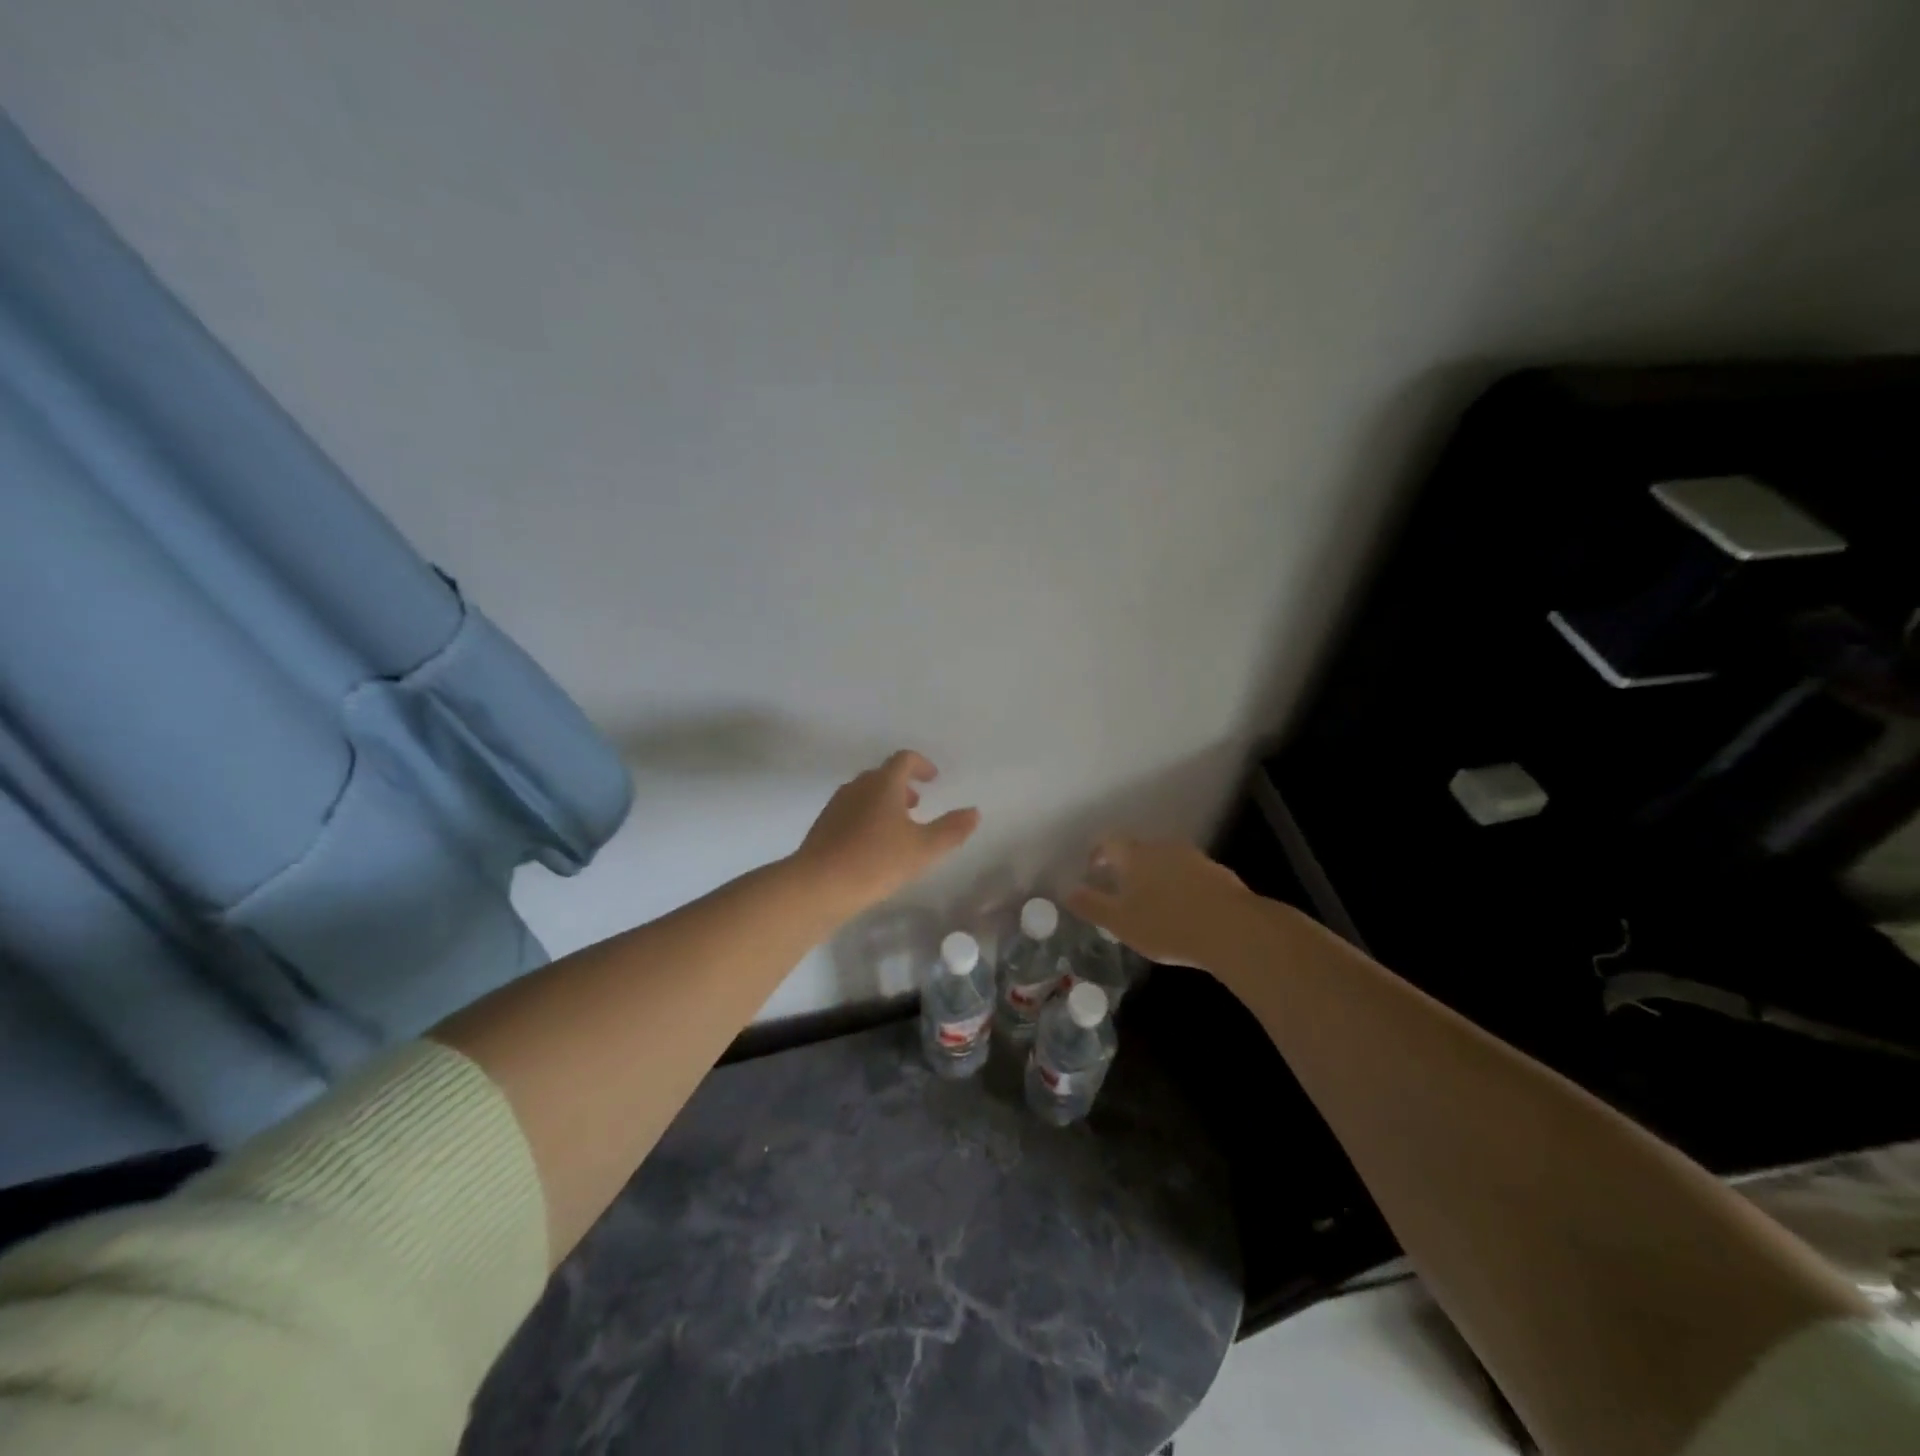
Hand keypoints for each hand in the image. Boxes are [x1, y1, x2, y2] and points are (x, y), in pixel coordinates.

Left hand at [793, 750, 979, 914]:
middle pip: (882, 775)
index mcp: (883, 784)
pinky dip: (867, 818)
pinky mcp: (823, 827)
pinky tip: (873, 847)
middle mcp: (857, 787)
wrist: (817, 886)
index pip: (904, 760)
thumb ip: (951, 830)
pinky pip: (851, 812)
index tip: (934, 779)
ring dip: (884, 803)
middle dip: (902, 786)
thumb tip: (974, 812)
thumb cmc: (876, 861)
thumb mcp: (923, 849)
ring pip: (864, 794)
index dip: (921, 765)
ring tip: (898, 828)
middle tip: (918, 804)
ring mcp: (836, 806)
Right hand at [1065, 836, 1251, 969]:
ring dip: (1155, 875)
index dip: (1098, 854)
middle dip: (1126, 866)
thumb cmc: (1167, 925)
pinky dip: (1180, 885)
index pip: (1108, 842)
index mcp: (1134, 855)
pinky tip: (1184, 909)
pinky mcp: (1218, 873)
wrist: (1232, 929)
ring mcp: (1193, 857)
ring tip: (1152, 901)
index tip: (1093, 871)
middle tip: (1120, 890)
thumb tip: (1068, 891)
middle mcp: (1162, 848)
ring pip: (1165, 860)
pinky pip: (1190, 873)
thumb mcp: (1121, 922)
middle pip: (1138, 850)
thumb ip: (1092, 905)